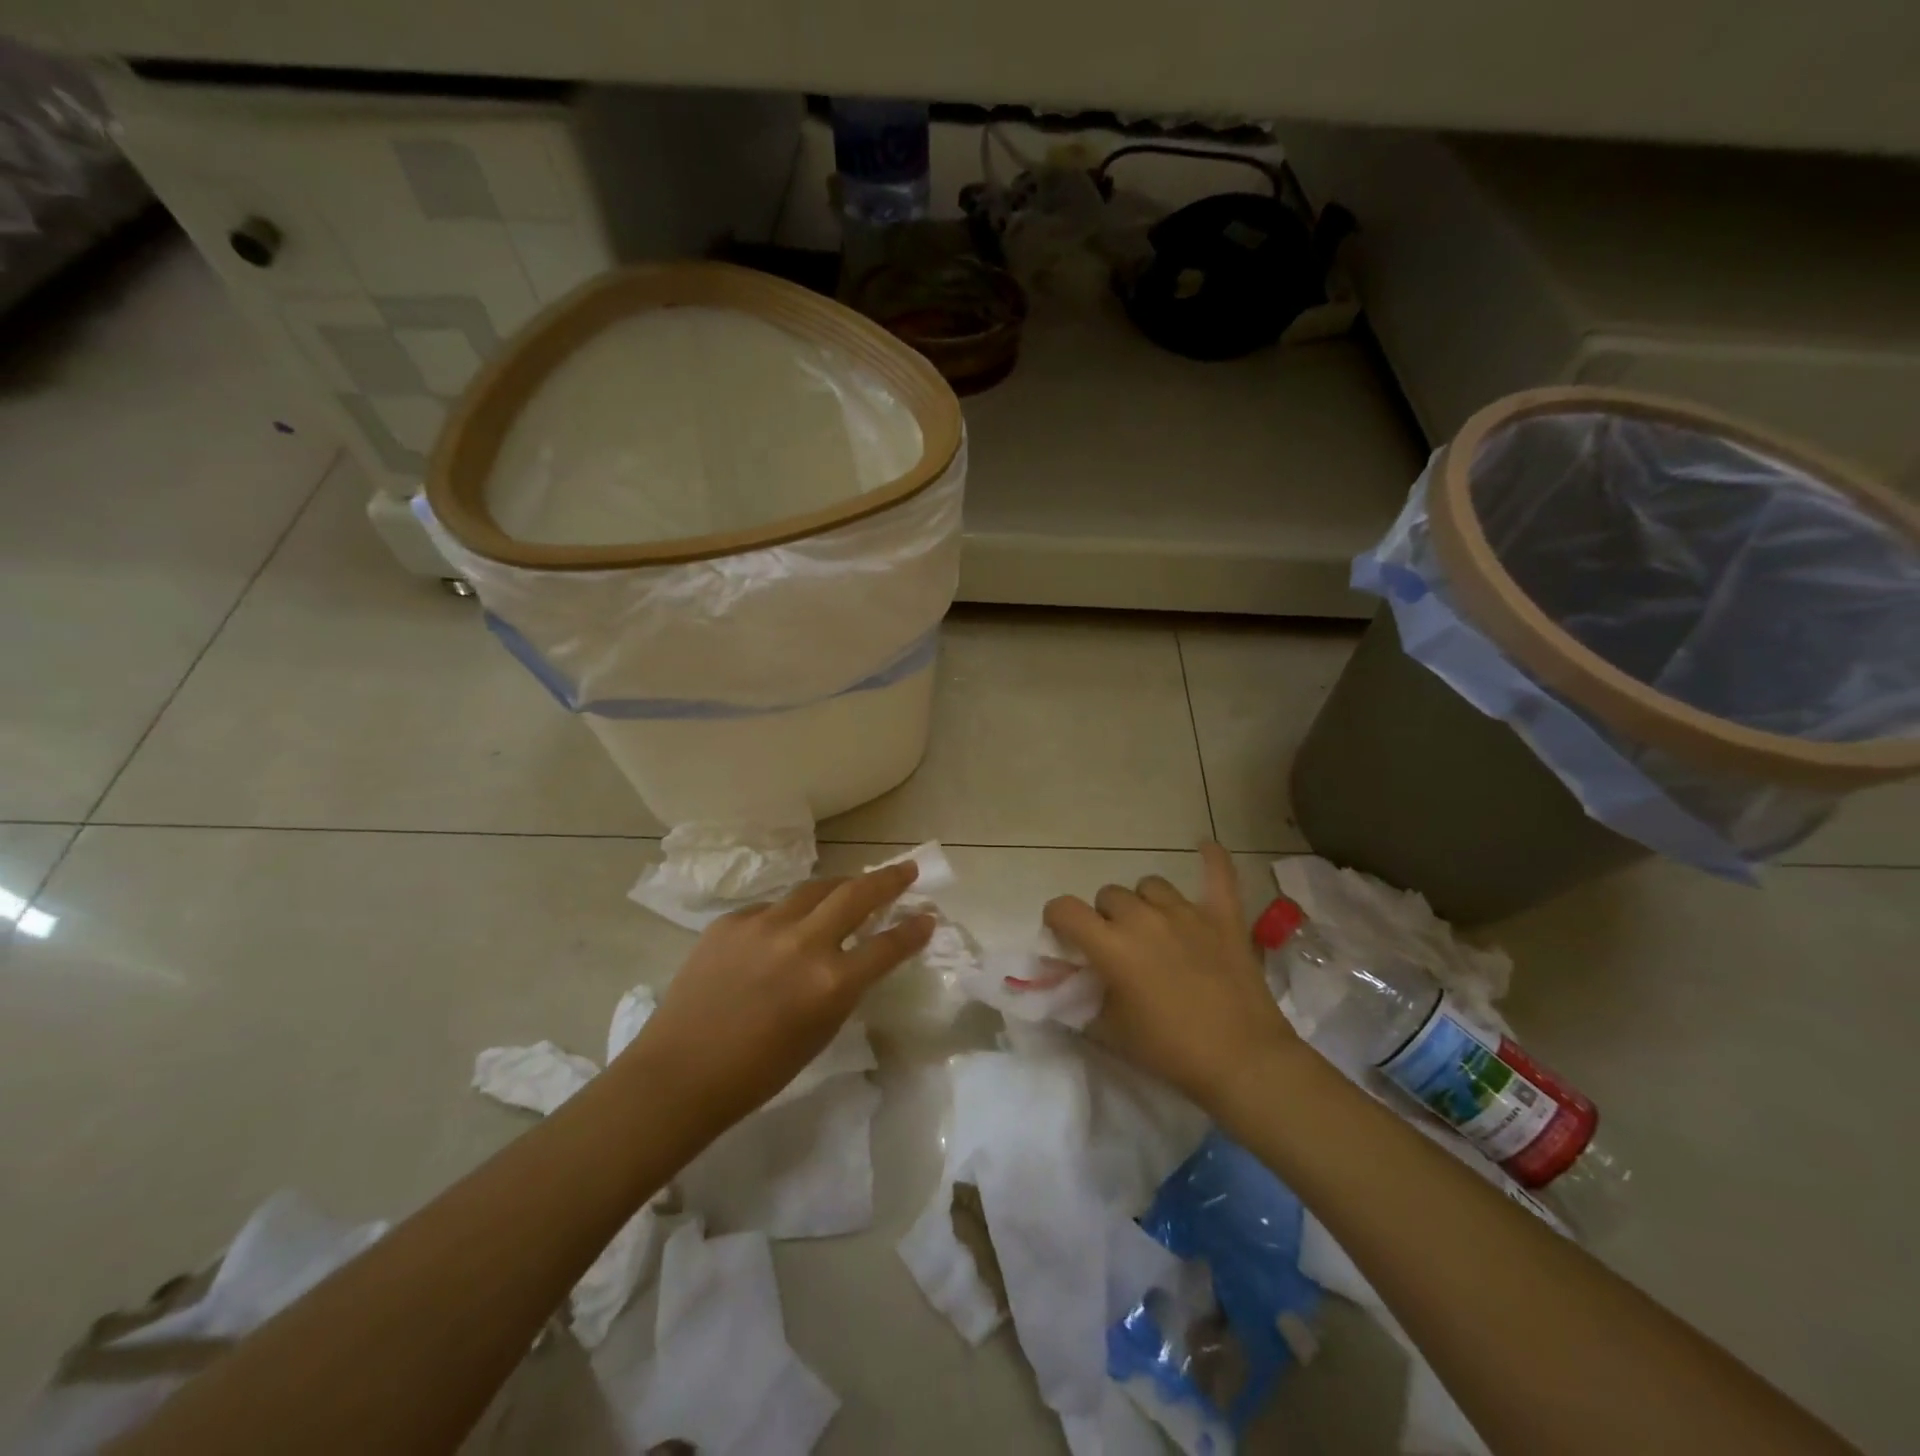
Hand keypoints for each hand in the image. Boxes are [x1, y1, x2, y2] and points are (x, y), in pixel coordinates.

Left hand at [619, 863, 933, 1137]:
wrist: (679, 1074)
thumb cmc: (758, 1072)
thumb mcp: (820, 1032)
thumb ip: (843, 988)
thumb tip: (854, 956)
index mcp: (830, 983)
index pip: (887, 945)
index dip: (913, 929)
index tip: (928, 916)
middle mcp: (802, 943)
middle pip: (857, 894)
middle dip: (887, 879)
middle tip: (905, 870)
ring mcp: (764, 925)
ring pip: (814, 889)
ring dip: (839, 887)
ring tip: (849, 889)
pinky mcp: (731, 921)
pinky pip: (771, 909)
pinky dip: (787, 916)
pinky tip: (781, 933)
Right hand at [1043, 843, 1300, 1114]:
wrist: (1242, 1061)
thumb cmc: (1169, 1051)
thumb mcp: (1110, 1031)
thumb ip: (1081, 1000)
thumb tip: (1067, 983)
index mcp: (1111, 945)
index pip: (1065, 909)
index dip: (1057, 919)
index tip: (1063, 936)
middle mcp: (1144, 918)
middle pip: (1109, 895)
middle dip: (1106, 917)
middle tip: (1119, 948)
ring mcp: (1186, 912)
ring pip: (1150, 886)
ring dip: (1145, 903)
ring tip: (1155, 929)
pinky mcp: (1223, 917)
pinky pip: (1217, 876)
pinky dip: (1211, 861)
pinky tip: (1205, 846)